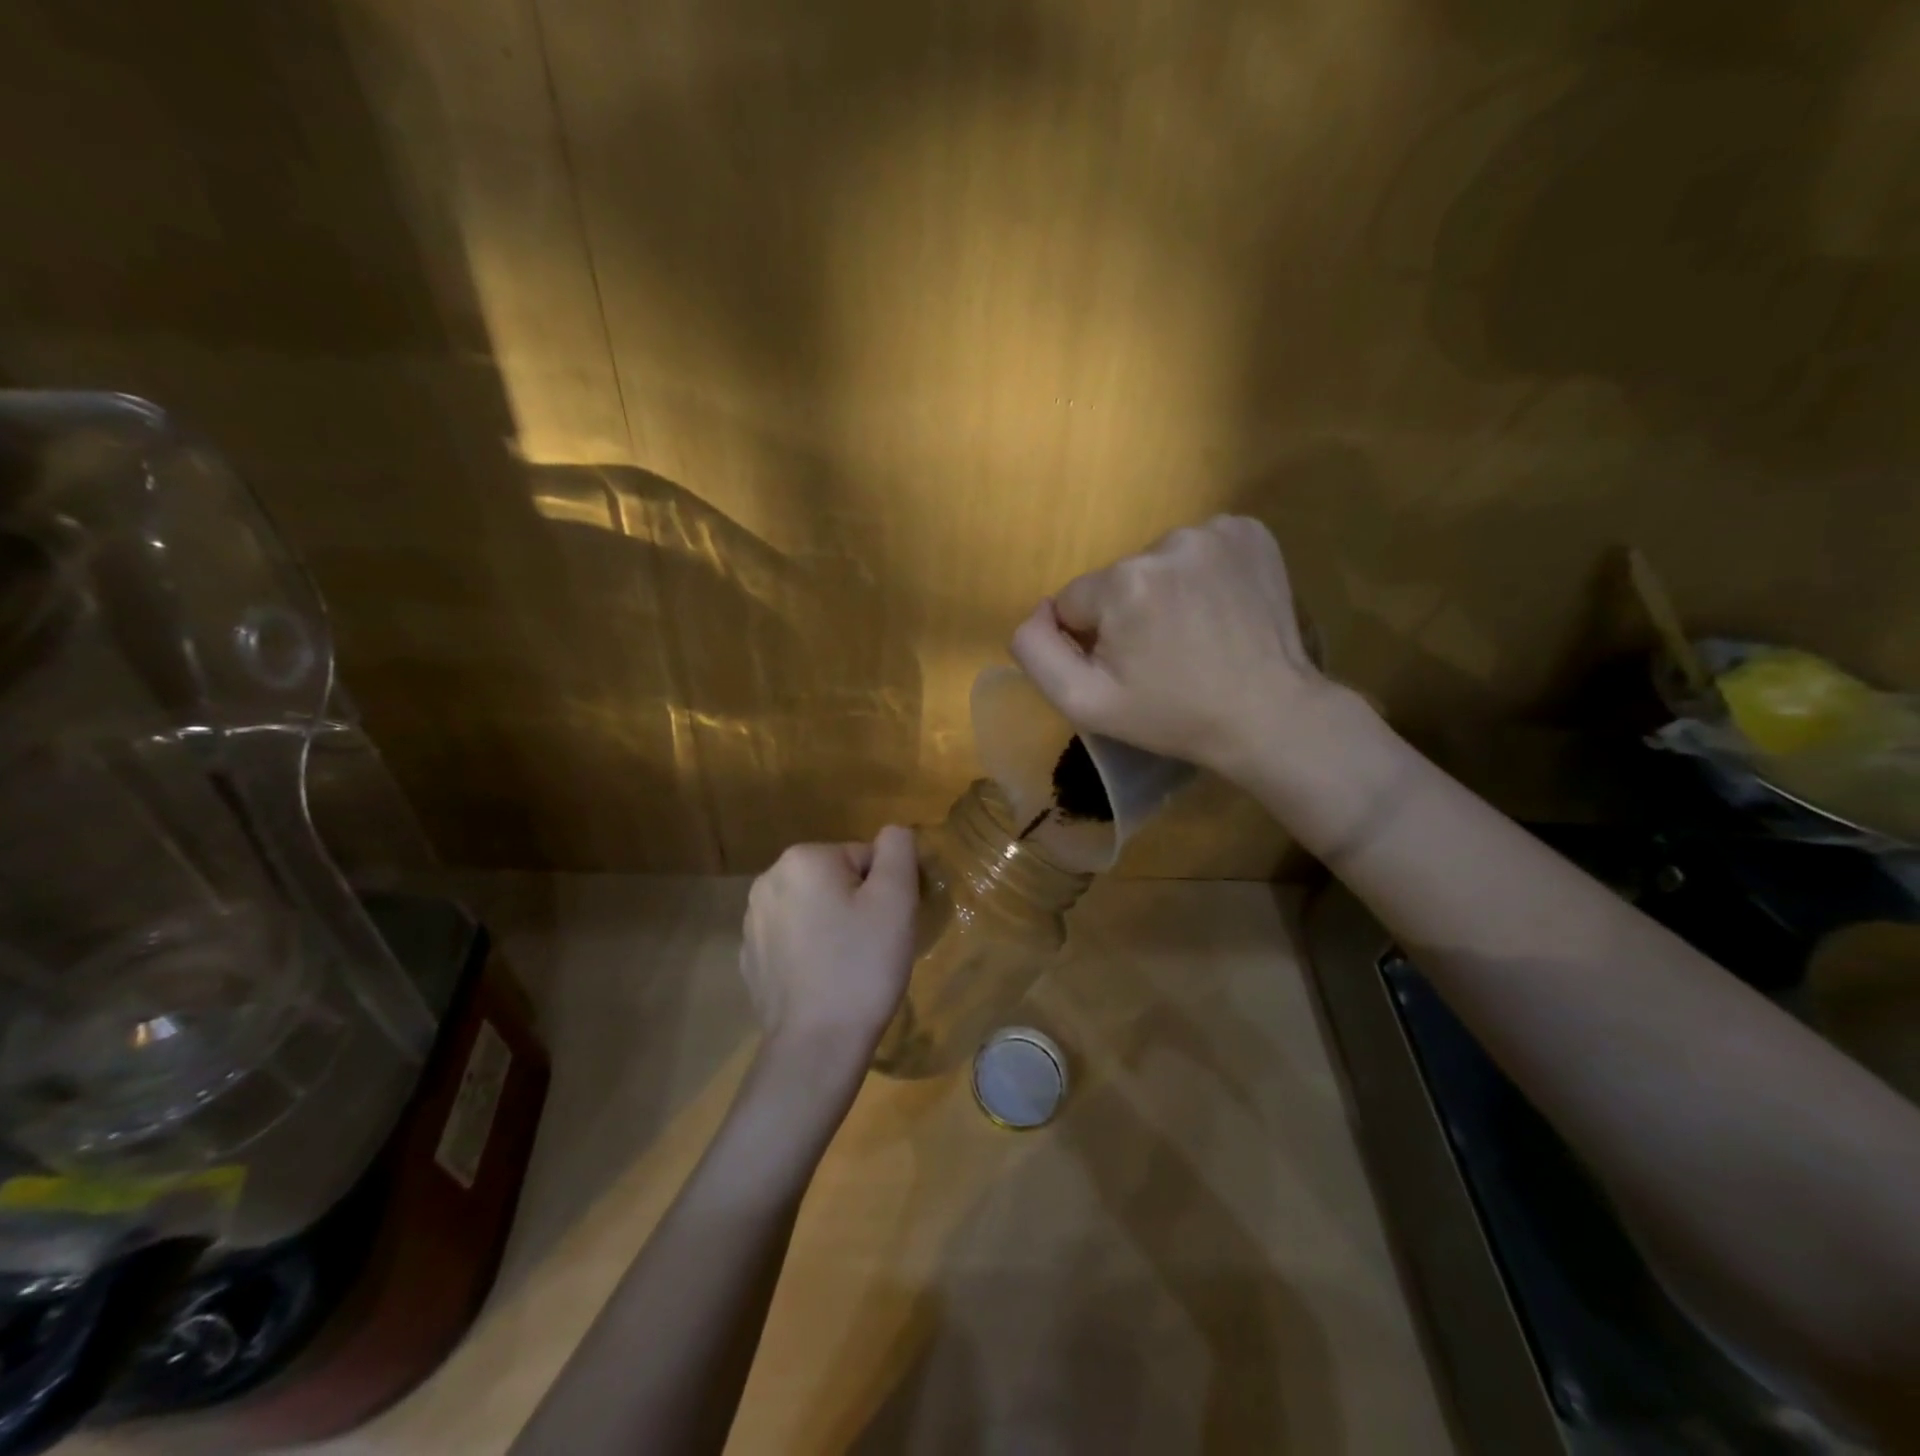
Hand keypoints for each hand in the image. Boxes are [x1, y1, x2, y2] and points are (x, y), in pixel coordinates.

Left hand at [740, 827, 919, 1064]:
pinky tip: (824, 981)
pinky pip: (793, 939)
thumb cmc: (862, 965)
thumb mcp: (897, 898)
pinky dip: (811, 951)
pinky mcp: (750, 958)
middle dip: (858, 905)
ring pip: (814, 908)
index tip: (889, 925)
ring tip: (849, 966)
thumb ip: (898, 849)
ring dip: (834, 926)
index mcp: (803, 859)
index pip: (865, 857)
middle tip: (874, 945)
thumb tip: (892, 833)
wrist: (816, 1046)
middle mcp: (768, 880)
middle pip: (836, 879)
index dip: (886, 890)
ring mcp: (752, 921)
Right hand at [1010, 515, 1329, 776]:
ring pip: (1158, 563)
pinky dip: (1203, 574)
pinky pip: (1200, 549)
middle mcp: (1167, 541)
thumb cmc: (1172, 716)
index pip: (1075, 602)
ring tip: (1196, 634)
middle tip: (1163, 656)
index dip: (1094, 640)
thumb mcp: (1085, 703)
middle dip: (1129, 613)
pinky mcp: (1251, 532)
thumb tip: (1038, 611)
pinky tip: (1220, 609)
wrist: (1270, 715)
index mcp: (1123, 581)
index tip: (1129, 668)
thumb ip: (1036, 651)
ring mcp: (1216, 531)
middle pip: (1118, 579)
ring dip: (1166, 592)